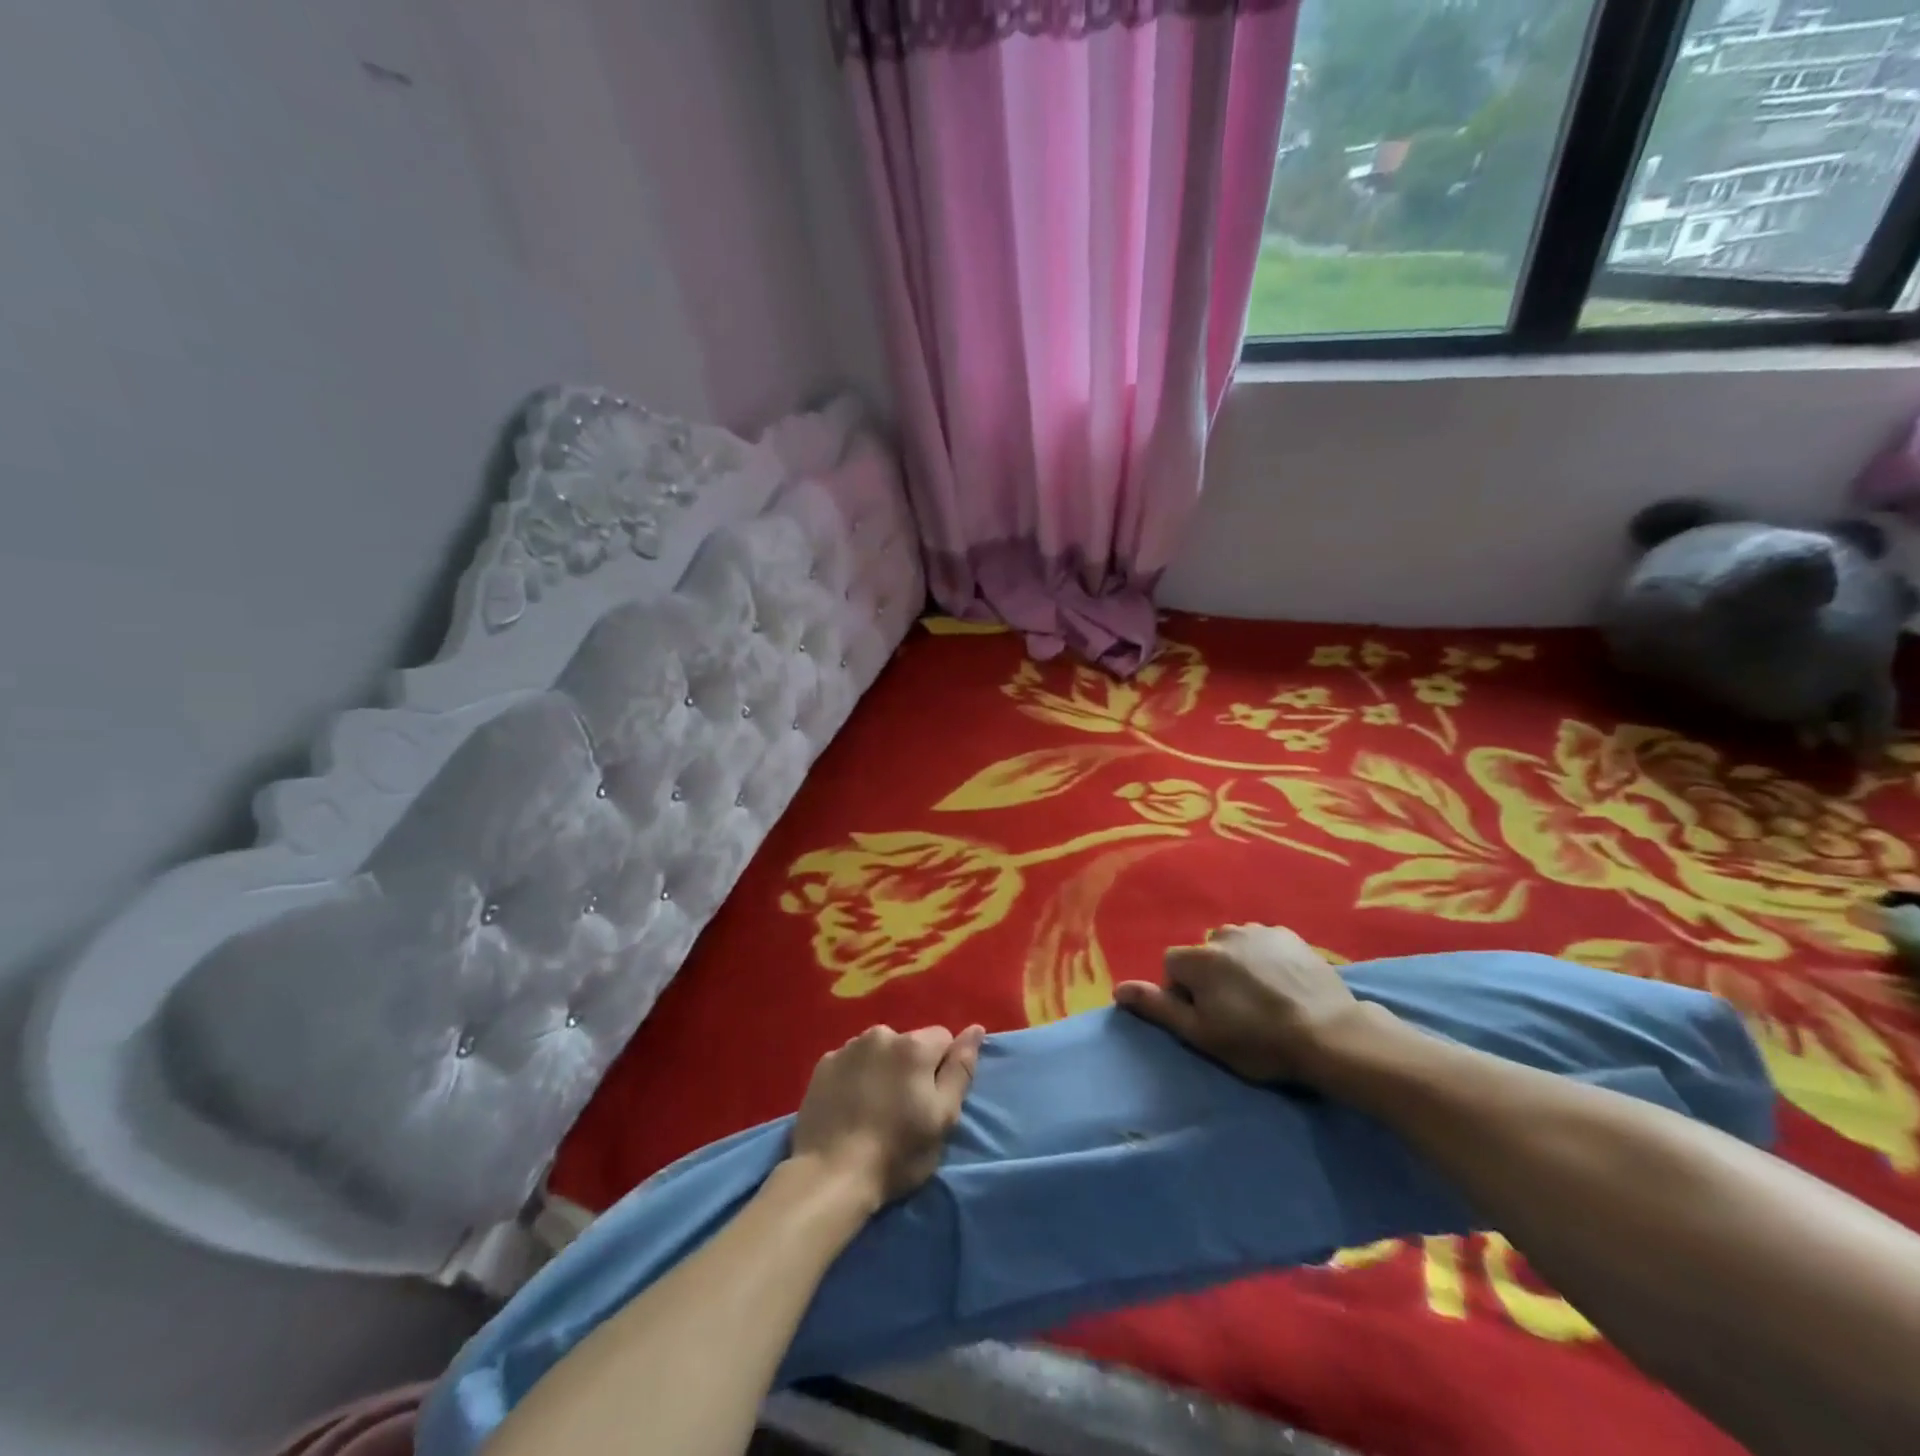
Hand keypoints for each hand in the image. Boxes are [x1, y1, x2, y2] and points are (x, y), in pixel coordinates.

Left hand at [788, 1024, 985, 1209]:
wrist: (831, 1175)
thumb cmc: (896, 1151)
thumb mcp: (943, 1117)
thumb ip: (961, 1069)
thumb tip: (976, 1029)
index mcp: (914, 1045)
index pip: (943, 1039)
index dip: (942, 1068)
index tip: (931, 1100)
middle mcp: (880, 1034)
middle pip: (909, 1043)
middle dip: (911, 1066)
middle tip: (903, 1108)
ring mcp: (847, 1047)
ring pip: (878, 1050)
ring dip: (882, 1068)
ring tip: (874, 1107)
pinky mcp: (822, 1065)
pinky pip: (851, 1061)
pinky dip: (855, 1076)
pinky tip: (850, 1106)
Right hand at [1115, 924, 1387, 1086]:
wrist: (1330, 1035)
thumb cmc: (1259, 1041)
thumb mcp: (1201, 1034)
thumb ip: (1158, 1007)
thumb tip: (1118, 989)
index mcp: (1198, 958)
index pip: (1172, 967)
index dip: (1185, 993)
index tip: (1208, 1019)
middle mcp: (1223, 934)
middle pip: (1203, 954)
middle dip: (1211, 976)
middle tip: (1236, 1011)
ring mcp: (1259, 931)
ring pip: (1234, 946)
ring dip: (1238, 964)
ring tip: (1262, 997)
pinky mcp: (1290, 935)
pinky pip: (1263, 943)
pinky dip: (1265, 958)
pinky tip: (1283, 984)